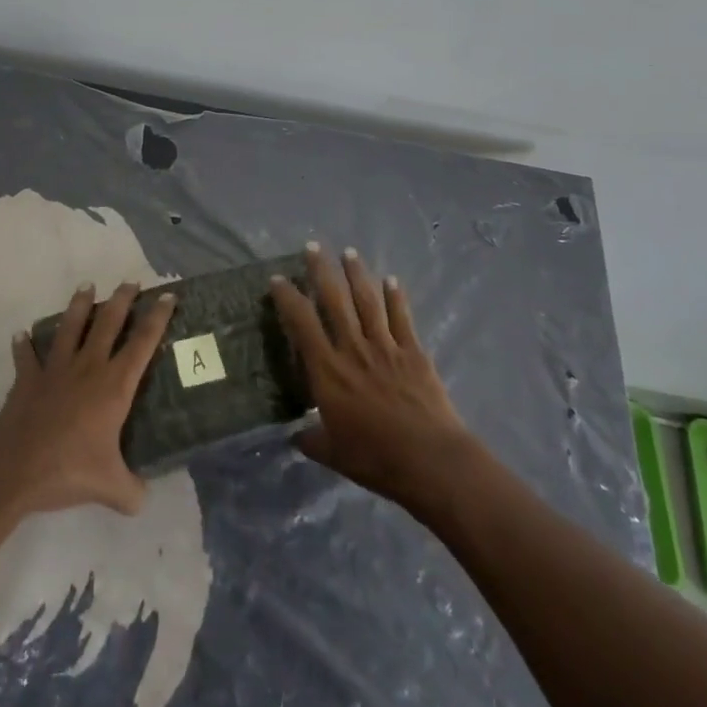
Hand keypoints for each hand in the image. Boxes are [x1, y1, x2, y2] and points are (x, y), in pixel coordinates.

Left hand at [0, 282, 175, 517]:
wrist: (14, 468)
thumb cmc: (68, 470)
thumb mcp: (110, 488)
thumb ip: (132, 491)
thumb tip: (145, 499)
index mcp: (114, 386)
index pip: (142, 343)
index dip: (157, 318)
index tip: (167, 295)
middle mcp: (88, 368)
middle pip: (108, 324)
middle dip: (122, 300)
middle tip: (130, 282)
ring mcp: (55, 370)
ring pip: (70, 328)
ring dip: (79, 306)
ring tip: (86, 286)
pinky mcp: (28, 380)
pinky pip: (27, 357)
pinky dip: (24, 345)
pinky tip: (21, 334)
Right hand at [271, 244, 477, 507]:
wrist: (429, 459)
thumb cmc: (375, 458)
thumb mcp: (333, 453)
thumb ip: (312, 439)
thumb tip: (295, 436)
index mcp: (327, 370)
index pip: (302, 323)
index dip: (287, 298)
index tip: (277, 280)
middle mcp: (353, 348)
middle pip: (334, 300)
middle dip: (322, 270)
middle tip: (313, 247)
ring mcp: (385, 346)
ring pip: (367, 301)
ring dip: (357, 274)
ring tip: (349, 252)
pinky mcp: (413, 352)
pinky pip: (402, 317)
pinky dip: (396, 297)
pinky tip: (392, 280)